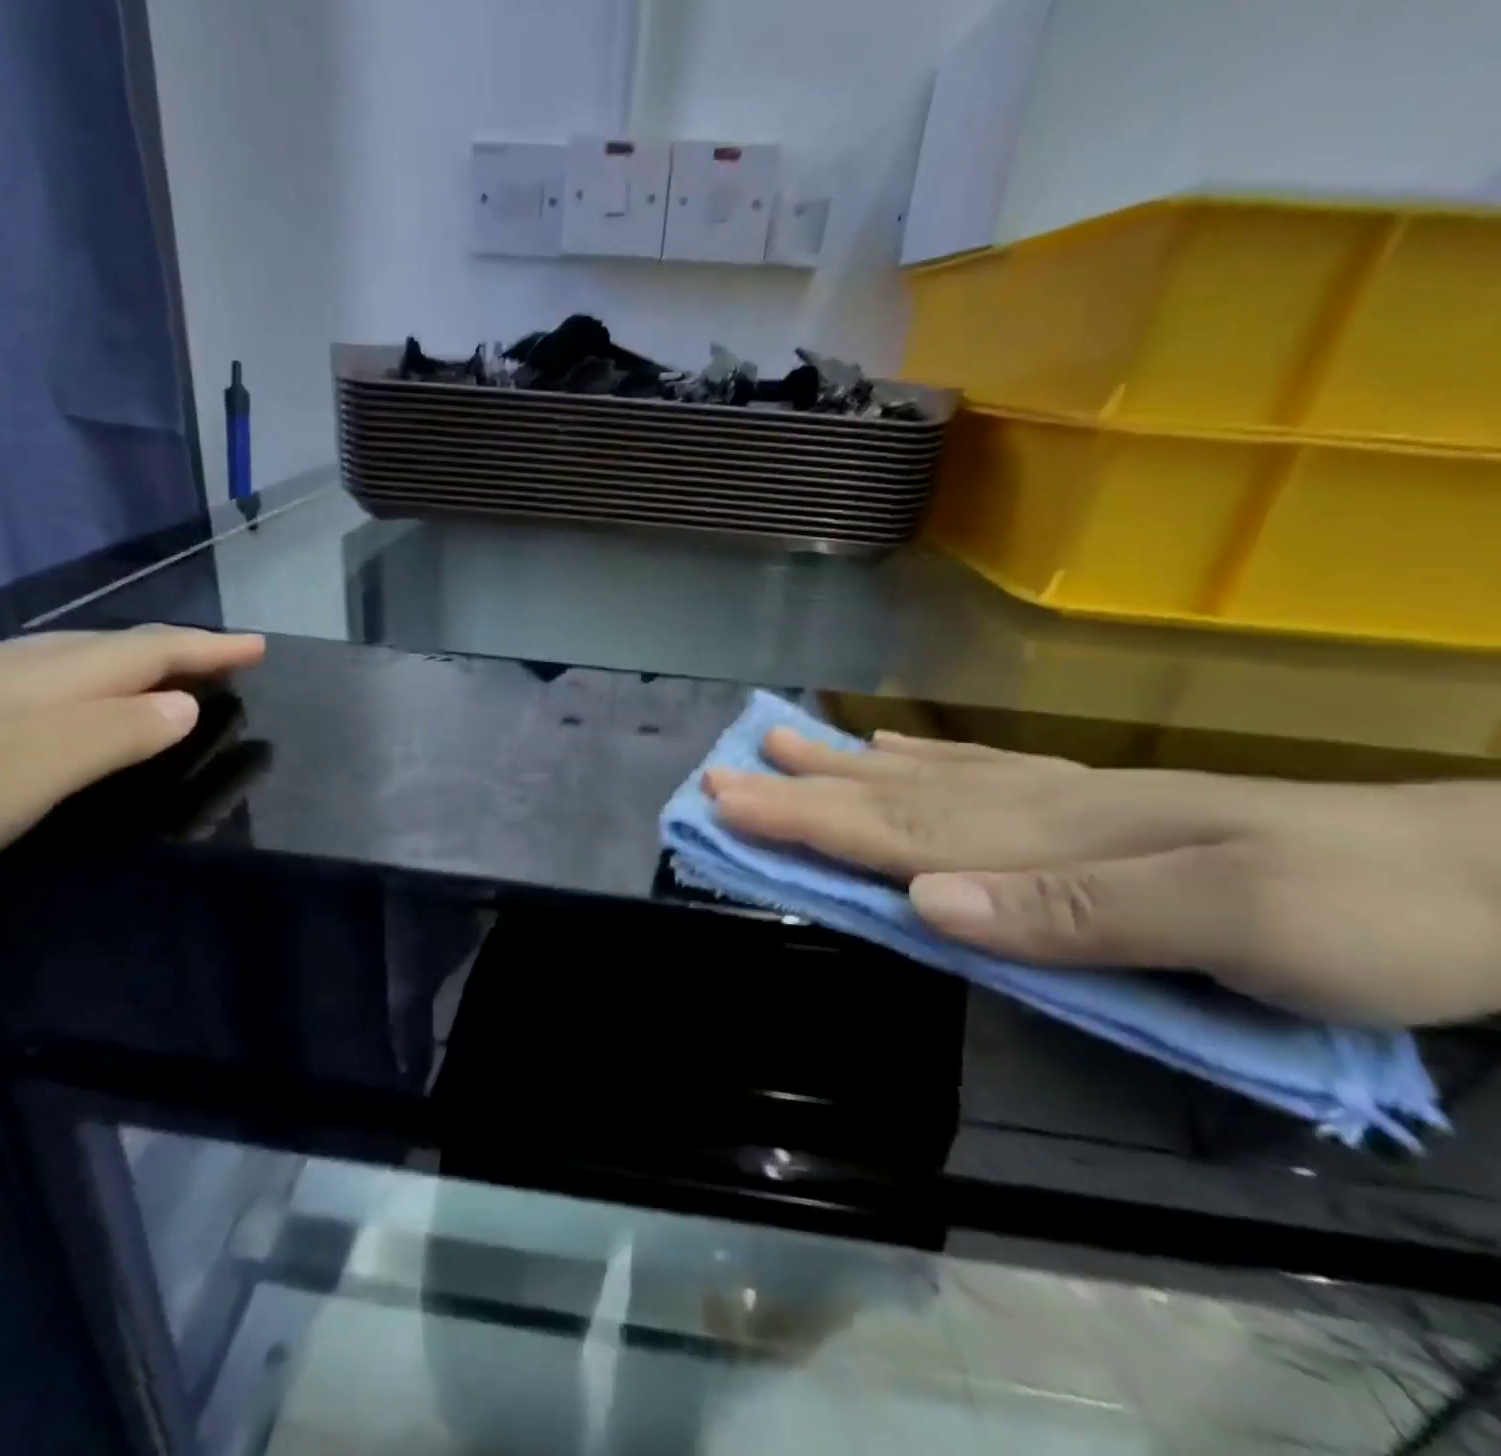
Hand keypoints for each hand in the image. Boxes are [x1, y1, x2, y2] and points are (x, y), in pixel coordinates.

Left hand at [0, 626, 263, 947]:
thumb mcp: (23, 777)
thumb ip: (110, 737)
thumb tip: (183, 705)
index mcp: (33, 681)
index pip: (142, 651)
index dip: (206, 648)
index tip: (260, 646)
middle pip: (104, 646)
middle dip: (174, 648)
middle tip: (223, 660)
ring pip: (59, 659)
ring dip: (123, 663)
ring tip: (158, 676)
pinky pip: (22, 681)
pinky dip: (72, 684)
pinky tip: (53, 704)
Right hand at [704, 730, 1500, 1025]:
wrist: (1491, 873)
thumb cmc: (1367, 912)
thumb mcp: (1239, 924)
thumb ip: (1072, 911)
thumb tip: (925, 899)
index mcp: (1050, 839)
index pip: (897, 828)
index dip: (804, 818)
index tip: (725, 802)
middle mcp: (1037, 809)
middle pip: (892, 797)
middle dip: (799, 788)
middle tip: (722, 767)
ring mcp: (1063, 803)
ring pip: (926, 781)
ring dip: (844, 768)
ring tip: (780, 742)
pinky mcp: (1089, 811)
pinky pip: (981, 779)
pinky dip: (921, 763)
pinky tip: (891, 752)